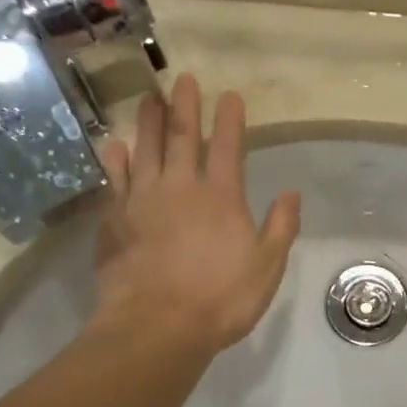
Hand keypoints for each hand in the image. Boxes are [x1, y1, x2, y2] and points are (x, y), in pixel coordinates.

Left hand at [94, 75, 300, 353]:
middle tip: (183, 79)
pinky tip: (115, 146)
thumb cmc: (220, 298)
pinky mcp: (115, 219)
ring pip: (145, 149)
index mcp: (221, 196)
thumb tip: (291, 192)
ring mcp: (142, 200)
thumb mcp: (267, 266)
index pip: (227, 146)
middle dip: (185, 106)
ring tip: (149, 97)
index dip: (230, 119)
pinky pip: (114, 179)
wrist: (156, 326)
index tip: (230, 95)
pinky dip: (115, 159)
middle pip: (182, 136)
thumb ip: (281, 226)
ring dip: (148, 121)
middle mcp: (180, 187)